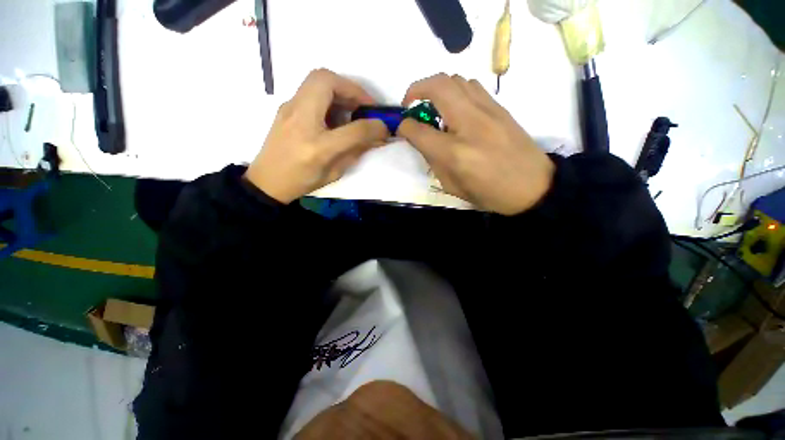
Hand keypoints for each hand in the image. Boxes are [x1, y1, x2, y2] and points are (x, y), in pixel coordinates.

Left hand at [244, 69, 388, 203]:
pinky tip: (334, 113)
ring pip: (316, 79)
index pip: (353, 130)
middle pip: (325, 81)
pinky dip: (328, 94)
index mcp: (317, 148)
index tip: (384, 126)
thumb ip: (356, 151)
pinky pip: (310, 89)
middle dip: (352, 89)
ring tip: (352, 108)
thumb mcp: (335, 172)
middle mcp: (301, 121)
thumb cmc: (302, 181)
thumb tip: (377, 136)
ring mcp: (289, 109)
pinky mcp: (286, 107)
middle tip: (365, 106)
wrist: (267, 181)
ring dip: (340, 88)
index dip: (373, 125)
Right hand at [398, 74, 554, 214]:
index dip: (404, 127)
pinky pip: (472, 86)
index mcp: (455, 153)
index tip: (402, 128)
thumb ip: (433, 160)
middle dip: (416, 89)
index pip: (418, 130)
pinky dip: (456, 90)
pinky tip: (455, 108)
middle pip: (437, 86)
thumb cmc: (489, 193)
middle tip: (410, 103)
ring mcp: (488, 111)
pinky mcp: (500, 107)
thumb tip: (420, 139)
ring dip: (437, 88)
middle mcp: (469, 124)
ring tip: (434, 106)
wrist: (533, 186)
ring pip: (456, 79)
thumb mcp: (452, 186)